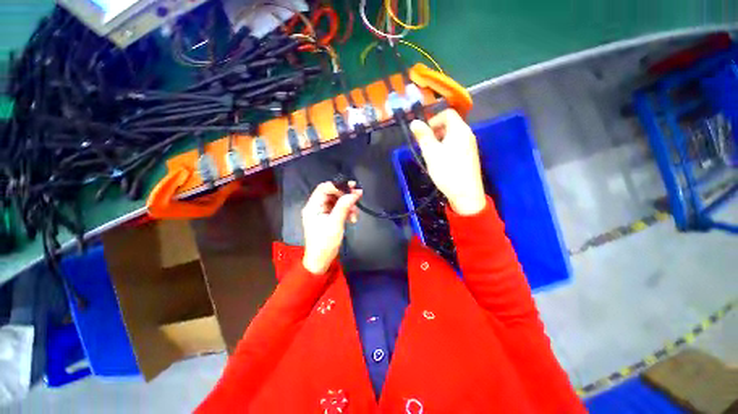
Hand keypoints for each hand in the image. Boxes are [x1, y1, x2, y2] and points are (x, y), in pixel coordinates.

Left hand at [301, 181, 362, 274]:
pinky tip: (353, 218)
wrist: (321, 260)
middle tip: (358, 194)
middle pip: (331, 193)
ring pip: (337, 201)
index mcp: (313, 206)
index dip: (337, 186)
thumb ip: (343, 207)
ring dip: (348, 205)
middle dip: (345, 194)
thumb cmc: (325, 242)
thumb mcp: (335, 224)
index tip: (351, 188)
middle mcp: (316, 207)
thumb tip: (353, 193)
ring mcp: (323, 212)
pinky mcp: (328, 218)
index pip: (324, 188)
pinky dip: (347, 211)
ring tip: (356, 214)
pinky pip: (339, 209)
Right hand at [410, 109, 485, 215]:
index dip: (434, 119)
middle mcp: (468, 134)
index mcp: (459, 130)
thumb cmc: (447, 171)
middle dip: (435, 131)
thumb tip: (414, 122)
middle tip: (426, 146)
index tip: (424, 133)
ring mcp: (470, 145)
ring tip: (432, 155)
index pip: (448, 113)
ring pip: (453, 136)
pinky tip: (441, 162)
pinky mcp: (470, 156)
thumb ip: (423, 136)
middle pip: (450, 124)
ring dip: (440, 141)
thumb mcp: (431, 153)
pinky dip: (447, 148)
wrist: (466, 193)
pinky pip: (457, 145)